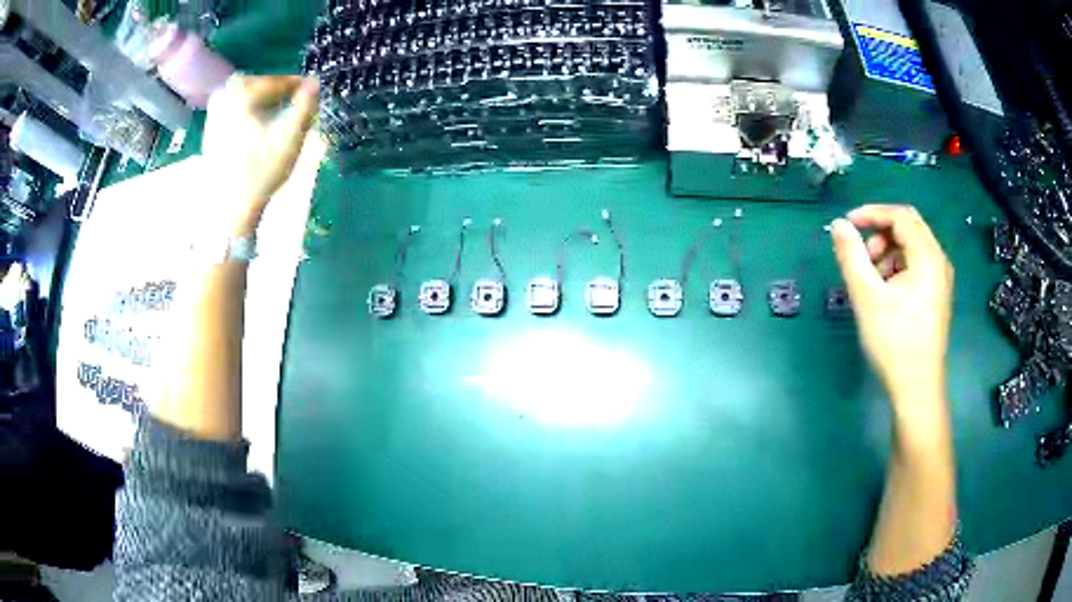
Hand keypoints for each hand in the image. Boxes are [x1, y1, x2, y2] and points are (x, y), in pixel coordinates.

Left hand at [203, 75, 318, 235]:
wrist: (229, 208)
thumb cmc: (261, 172)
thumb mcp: (291, 137)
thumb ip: (305, 105)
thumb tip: (315, 81)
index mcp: (241, 94)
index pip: (276, 82)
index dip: (297, 87)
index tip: (312, 92)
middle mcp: (223, 97)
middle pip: (259, 86)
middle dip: (277, 93)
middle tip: (294, 103)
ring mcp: (214, 114)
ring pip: (246, 97)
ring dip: (263, 102)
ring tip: (277, 116)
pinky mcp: (210, 130)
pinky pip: (234, 109)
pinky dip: (249, 113)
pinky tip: (258, 129)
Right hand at [831, 205, 953, 417]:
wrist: (917, 389)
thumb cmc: (894, 342)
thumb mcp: (867, 296)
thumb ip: (851, 256)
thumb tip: (838, 225)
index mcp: (928, 256)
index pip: (900, 216)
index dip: (871, 213)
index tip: (847, 225)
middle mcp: (939, 261)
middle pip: (909, 227)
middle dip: (881, 233)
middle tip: (862, 255)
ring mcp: (940, 279)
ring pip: (912, 247)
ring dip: (888, 251)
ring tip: (871, 279)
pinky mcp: (937, 296)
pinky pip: (917, 266)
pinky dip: (898, 267)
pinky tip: (885, 292)